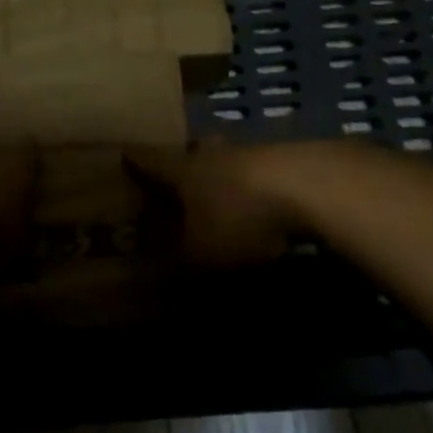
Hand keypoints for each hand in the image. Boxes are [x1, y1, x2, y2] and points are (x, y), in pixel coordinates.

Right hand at [122, 140, 311, 267]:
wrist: (308, 186)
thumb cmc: (240, 217)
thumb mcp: (202, 256)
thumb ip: (176, 268)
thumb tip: (152, 283)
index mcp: (185, 170)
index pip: (152, 160)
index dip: (137, 158)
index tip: (124, 149)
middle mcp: (215, 154)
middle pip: (195, 149)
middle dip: (186, 160)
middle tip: (179, 170)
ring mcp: (253, 153)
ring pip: (229, 157)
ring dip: (223, 170)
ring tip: (221, 190)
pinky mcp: (288, 162)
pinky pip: (260, 170)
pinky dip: (254, 184)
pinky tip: (261, 201)